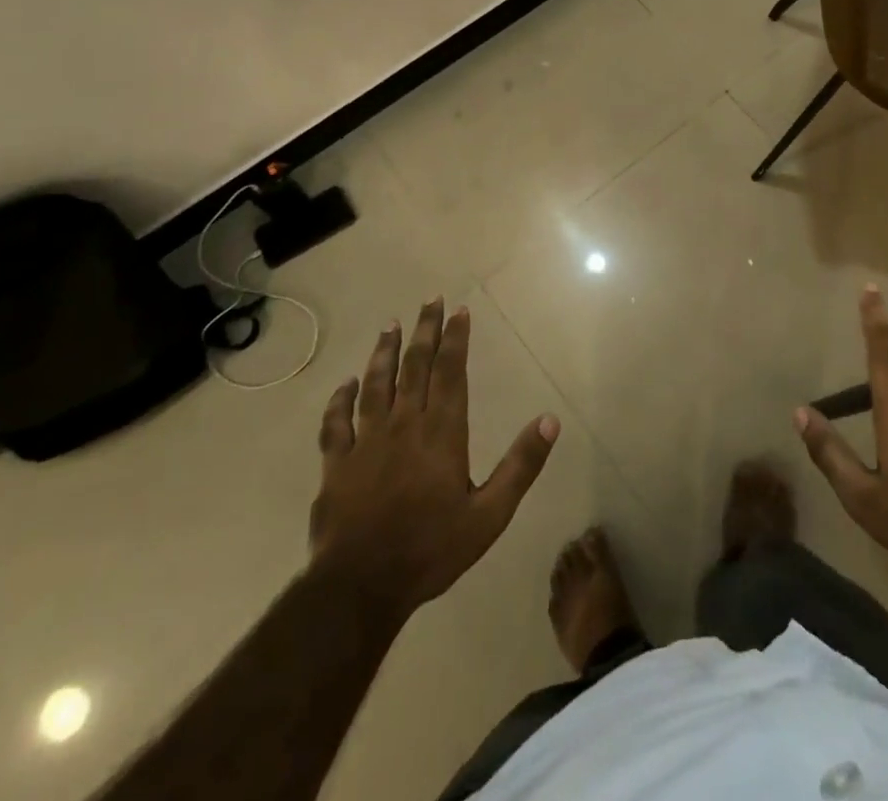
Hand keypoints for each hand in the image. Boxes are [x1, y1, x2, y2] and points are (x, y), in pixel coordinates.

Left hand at [309, 298, 558, 616]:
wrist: (360, 588)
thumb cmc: (431, 549)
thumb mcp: (490, 514)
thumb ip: (521, 465)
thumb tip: (551, 420)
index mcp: (442, 432)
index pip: (451, 372)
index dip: (456, 339)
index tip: (460, 311)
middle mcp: (404, 424)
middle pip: (415, 366)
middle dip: (424, 331)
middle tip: (430, 301)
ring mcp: (366, 442)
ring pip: (376, 384)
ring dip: (384, 352)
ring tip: (390, 325)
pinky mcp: (336, 464)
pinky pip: (336, 423)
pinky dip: (340, 399)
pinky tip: (346, 383)